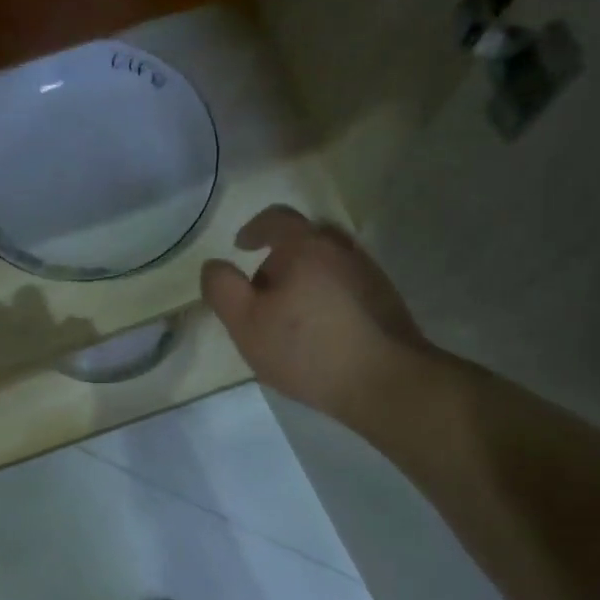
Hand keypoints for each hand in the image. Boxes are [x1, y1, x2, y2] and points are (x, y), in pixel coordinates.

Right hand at [201, 205, 437, 425]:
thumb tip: (214, 265)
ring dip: (306, 279)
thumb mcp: (246, 323)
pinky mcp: (384, 299)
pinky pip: (346, 285)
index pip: (276, 219)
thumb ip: (223, 289)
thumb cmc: (306, 349)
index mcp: (305, 247)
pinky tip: (320, 329)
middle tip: (263, 292)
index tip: (241, 246)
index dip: (254, 229)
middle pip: (304, 241)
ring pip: (328, 264)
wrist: (384, 380)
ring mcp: (368, 273)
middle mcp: (341, 249)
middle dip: (280, 259)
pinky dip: (327, 295)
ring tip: (291, 315)